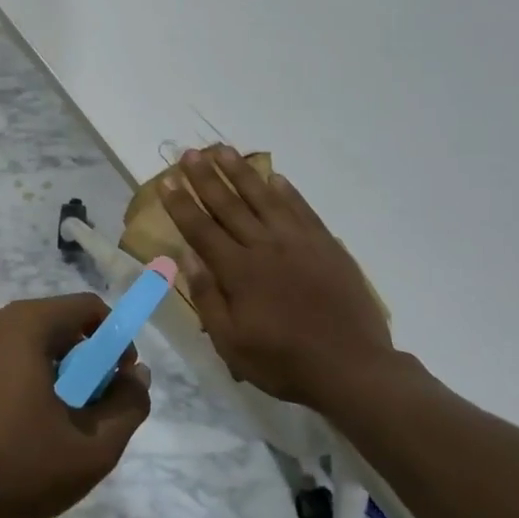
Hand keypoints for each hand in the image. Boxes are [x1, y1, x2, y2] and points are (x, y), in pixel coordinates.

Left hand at [0, 294, 150, 517]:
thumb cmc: (12, 468)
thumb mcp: (91, 450)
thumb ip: (127, 407)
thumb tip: (137, 376)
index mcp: (23, 324)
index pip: (86, 308)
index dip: (114, 340)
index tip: (117, 382)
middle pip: (50, 325)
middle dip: (78, 361)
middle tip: (84, 411)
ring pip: (16, 345)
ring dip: (42, 373)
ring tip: (43, 426)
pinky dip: (7, 383)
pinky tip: (3, 431)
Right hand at [161, 145, 393, 404]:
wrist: (352, 367)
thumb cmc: (283, 361)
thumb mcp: (231, 342)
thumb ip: (207, 296)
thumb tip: (186, 257)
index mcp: (238, 271)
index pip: (201, 229)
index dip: (181, 204)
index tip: (166, 180)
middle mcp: (265, 247)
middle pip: (228, 204)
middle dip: (205, 177)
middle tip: (190, 153)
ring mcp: (299, 242)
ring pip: (263, 198)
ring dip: (241, 172)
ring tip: (224, 150)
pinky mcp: (326, 246)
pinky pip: (302, 209)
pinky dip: (286, 191)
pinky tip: (274, 177)